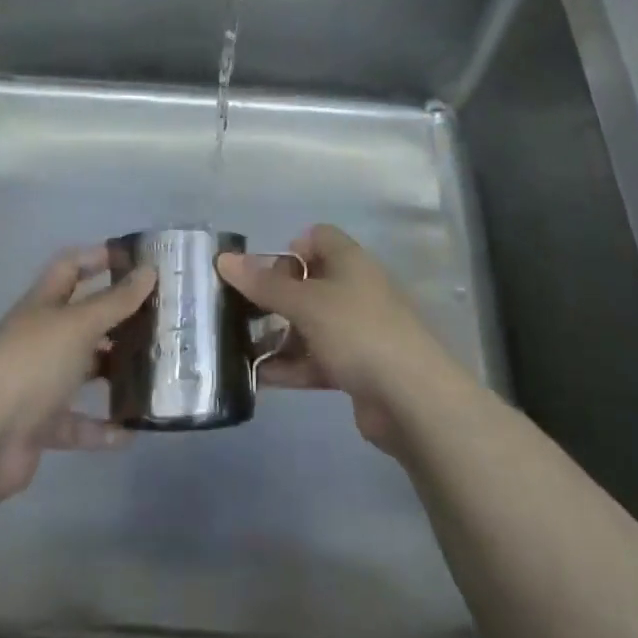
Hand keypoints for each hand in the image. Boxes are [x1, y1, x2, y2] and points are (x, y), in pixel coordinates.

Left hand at [0, 249, 155, 501]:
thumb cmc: (31, 364)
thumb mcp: (78, 325)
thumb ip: (115, 300)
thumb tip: (149, 269)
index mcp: (44, 304)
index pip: (71, 267)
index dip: (99, 257)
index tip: (138, 260)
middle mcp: (41, 337)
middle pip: (83, 319)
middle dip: (119, 318)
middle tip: (161, 320)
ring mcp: (38, 382)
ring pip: (83, 370)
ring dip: (115, 372)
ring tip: (156, 372)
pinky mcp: (40, 425)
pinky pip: (77, 423)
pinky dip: (102, 429)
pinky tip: (131, 432)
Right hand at [218, 224, 465, 455]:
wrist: (413, 400)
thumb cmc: (358, 332)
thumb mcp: (305, 304)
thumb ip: (264, 284)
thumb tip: (223, 259)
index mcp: (350, 262)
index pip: (317, 237)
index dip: (289, 249)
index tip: (264, 273)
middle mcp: (355, 290)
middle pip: (308, 283)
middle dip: (274, 297)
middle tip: (242, 313)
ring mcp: (358, 331)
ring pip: (310, 325)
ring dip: (278, 336)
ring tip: (239, 349)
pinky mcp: (357, 368)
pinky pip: (316, 360)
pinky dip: (291, 367)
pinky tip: (259, 379)